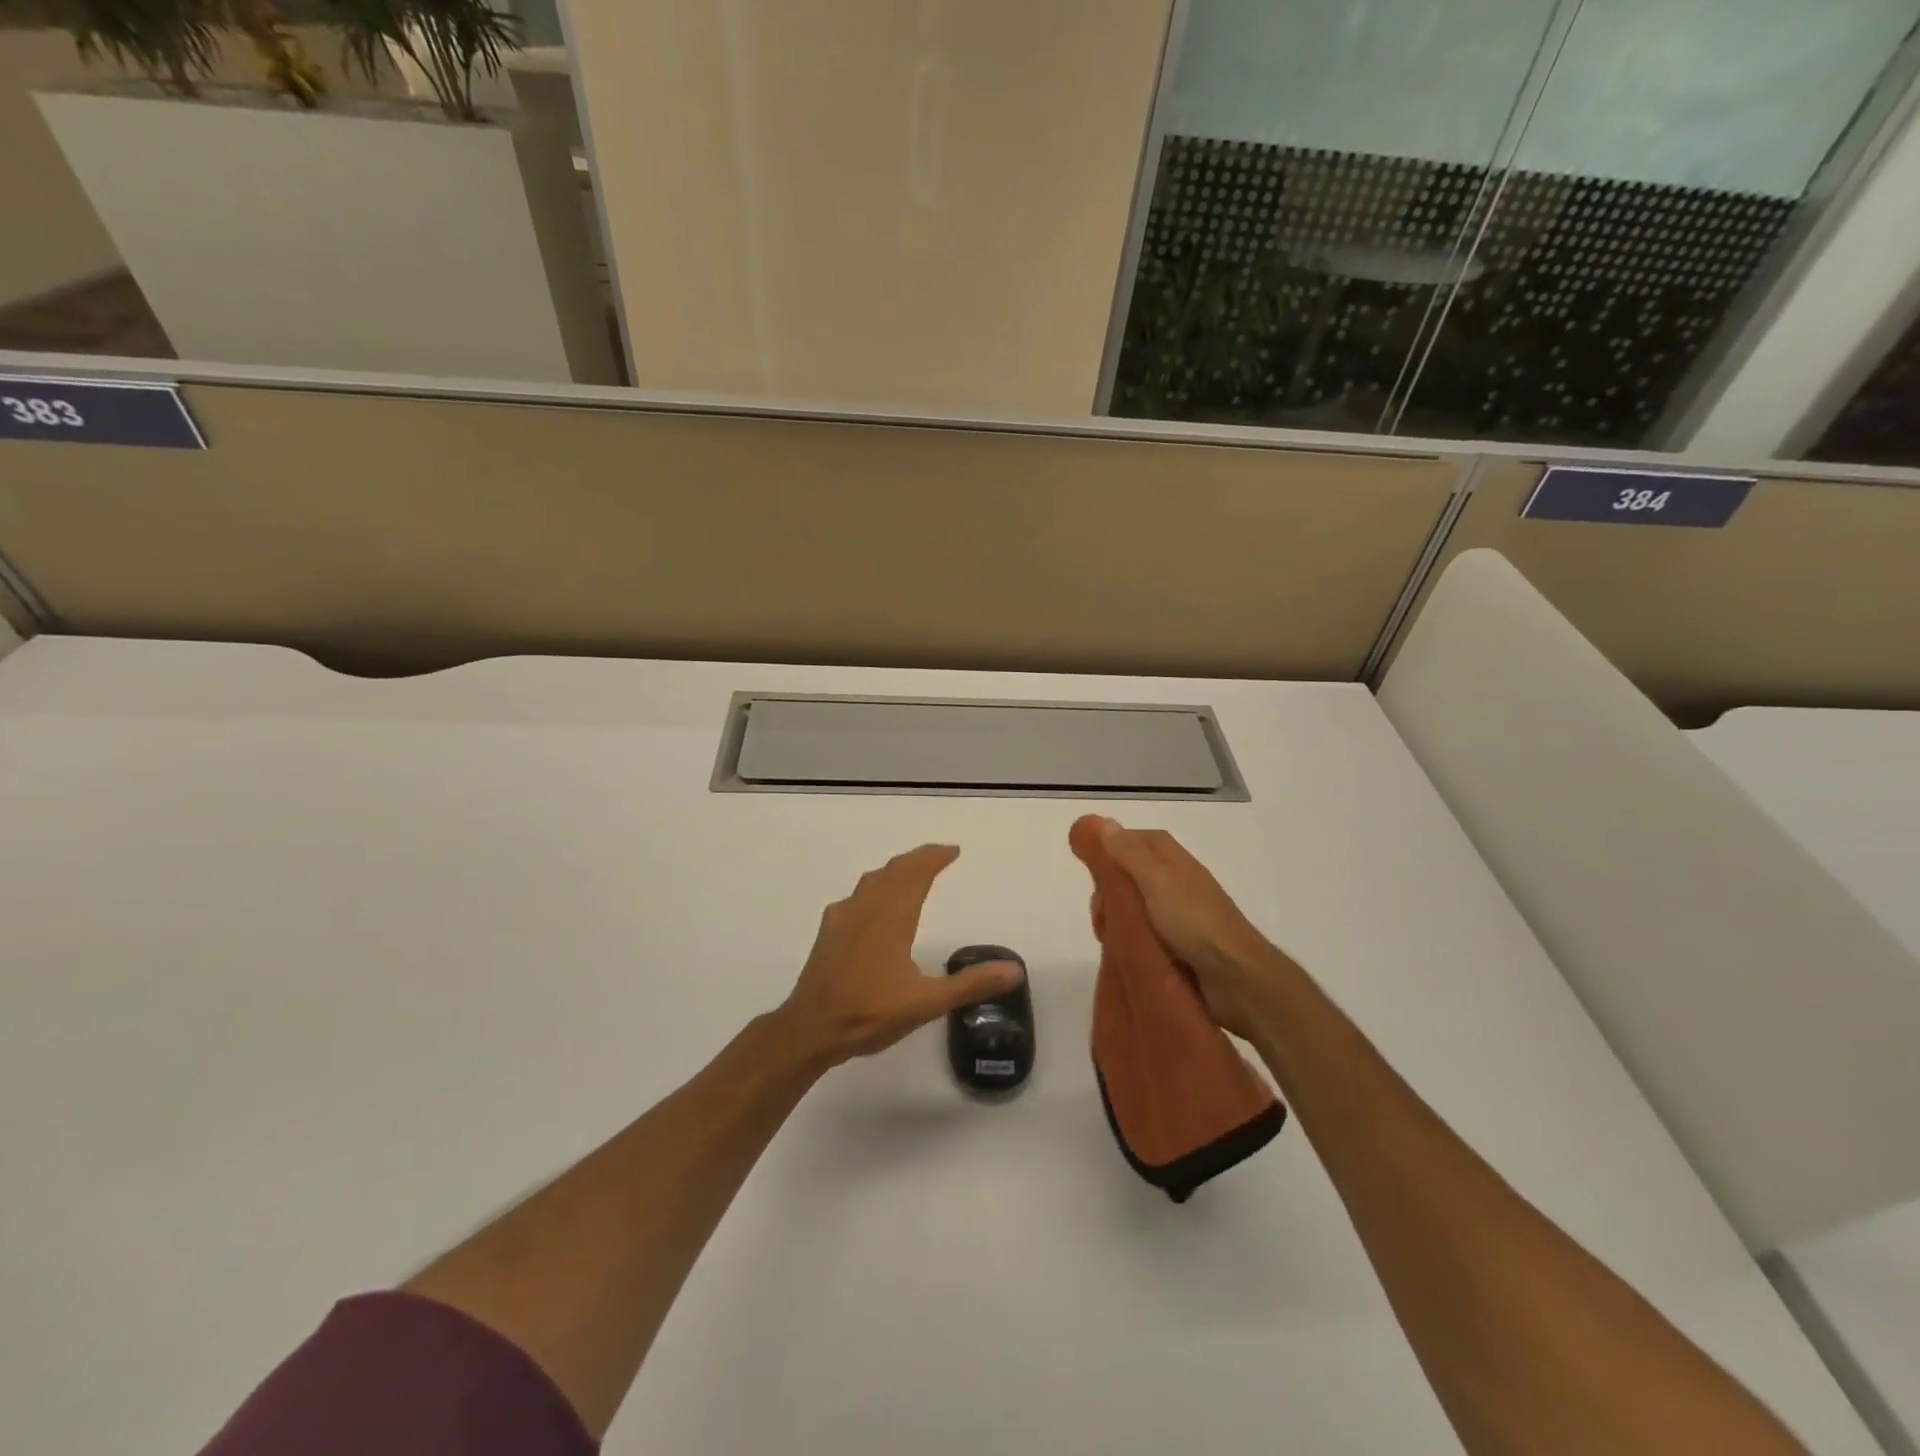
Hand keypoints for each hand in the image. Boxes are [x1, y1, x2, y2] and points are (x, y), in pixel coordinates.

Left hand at [779, 844, 1023, 1068]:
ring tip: (911, 873)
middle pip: (893, 870)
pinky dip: (874, 888)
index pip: (915, 873)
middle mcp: (866, 909)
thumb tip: (1014, 970)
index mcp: (891, 917)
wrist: (810, 1029)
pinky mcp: (829, 933)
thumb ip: (970, 984)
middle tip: (938, 856)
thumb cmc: (869, 1013)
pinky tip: (873, 906)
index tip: (953, 851)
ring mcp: (843, 919)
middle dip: (917, 859)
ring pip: (872, 881)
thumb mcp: (926, 1003)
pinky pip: (857, 896)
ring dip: (895, 871)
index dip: (934, 858)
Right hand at [1085, 817, 1287, 1039]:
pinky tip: (1124, 950)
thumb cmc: (1193, 921)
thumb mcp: (1155, 880)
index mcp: (1172, 859)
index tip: (1089, 866)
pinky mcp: (1179, 942)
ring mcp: (1179, 913)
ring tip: (1109, 936)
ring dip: (1118, 916)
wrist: (1235, 976)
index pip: (1135, 839)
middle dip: (1109, 889)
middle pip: (1130, 873)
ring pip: (1135, 905)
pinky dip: (1131, 937)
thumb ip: (1127, 853)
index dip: (1110, 848)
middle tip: (1100, 912)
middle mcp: (1176, 880)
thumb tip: (1102, 822)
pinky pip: (1145, 931)